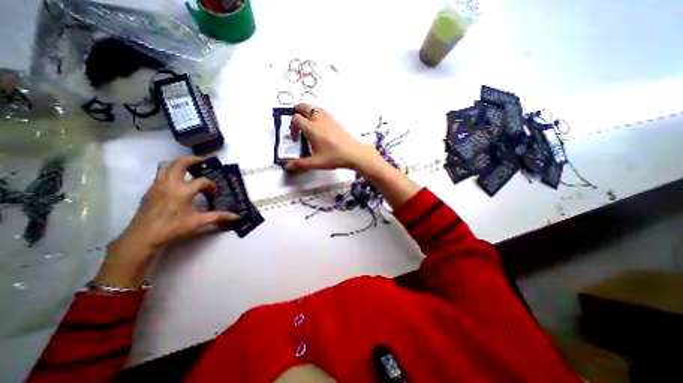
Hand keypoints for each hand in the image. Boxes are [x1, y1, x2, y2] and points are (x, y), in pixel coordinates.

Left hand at [93, 158, 237, 288]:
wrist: (143, 237)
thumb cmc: (173, 228)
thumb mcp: (199, 222)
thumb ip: (219, 217)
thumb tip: (237, 217)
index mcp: (184, 191)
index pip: (203, 181)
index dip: (211, 185)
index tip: (213, 194)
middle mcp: (170, 184)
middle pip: (180, 163)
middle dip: (193, 160)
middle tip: (203, 162)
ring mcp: (158, 185)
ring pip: (166, 165)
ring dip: (178, 163)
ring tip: (189, 167)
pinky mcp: (150, 190)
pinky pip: (160, 174)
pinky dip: (170, 172)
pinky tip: (178, 182)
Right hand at [283, 103, 377, 172]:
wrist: (354, 153)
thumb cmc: (334, 157)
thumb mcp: (316, 163)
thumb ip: (300, 164)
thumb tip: (287, 166)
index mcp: (312, 128)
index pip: (296, 119)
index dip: (292, 127)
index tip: (295, 138)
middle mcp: (319, 120)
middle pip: (305, 107)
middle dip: (297, 110)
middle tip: (295, 118)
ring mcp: (329, 119)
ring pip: (315, 108)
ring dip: (308, 111)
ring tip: (307, 120)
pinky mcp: (336, 122)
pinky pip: (324, 112)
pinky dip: (318, 114)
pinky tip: (320, 124)